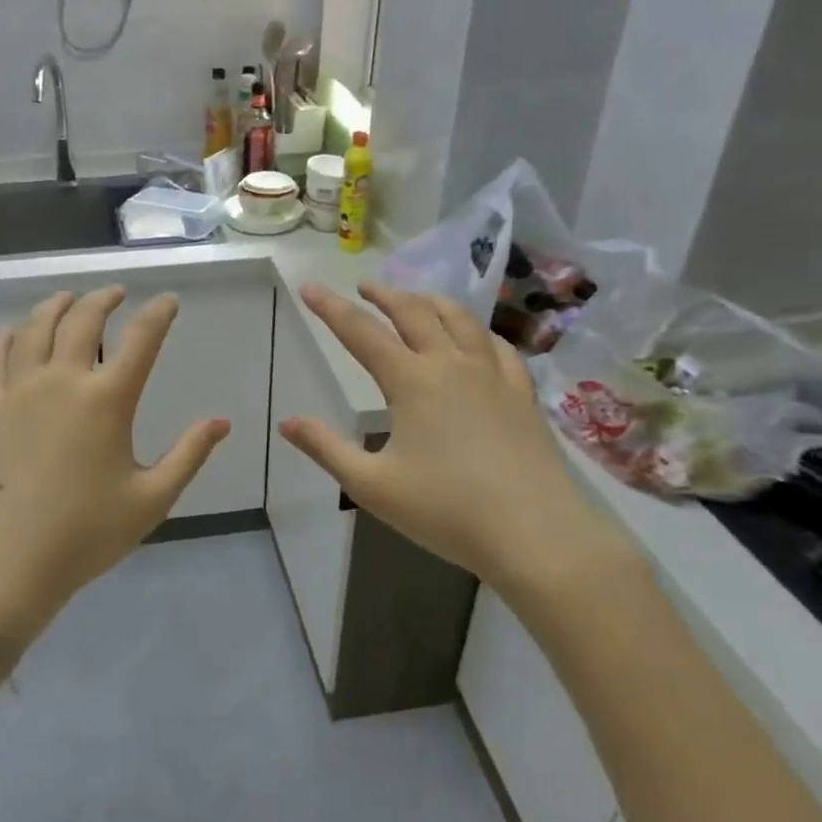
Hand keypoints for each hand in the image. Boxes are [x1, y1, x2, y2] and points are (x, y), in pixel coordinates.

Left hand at [0, 287, 229, 642]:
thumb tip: (222, 421)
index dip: (158, 313)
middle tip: (115, 293)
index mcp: (107, 400)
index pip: (141, 339)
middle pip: (82, 320)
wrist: (6, 563)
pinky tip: (13, 332)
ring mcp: (18, 391)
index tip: (168, 300)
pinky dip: (6, 337)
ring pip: (35, 329)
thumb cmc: (86, 534)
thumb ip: (189, 455)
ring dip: (55, 306)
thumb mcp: (151, 500)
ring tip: (68, 299)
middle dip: (103, 299)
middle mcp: (61, 381)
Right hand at [279, 283, 632, 605]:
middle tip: (363, 287)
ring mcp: (492, 376)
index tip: (310, 288)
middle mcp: (451, 365)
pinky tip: (475, 338)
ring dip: (430, 302)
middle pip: (414, 314)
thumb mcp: (371, 485)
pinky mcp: (522, 394)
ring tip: (415, 298)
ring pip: (460, 320)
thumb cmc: (446, 510)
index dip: (331, 309)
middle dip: (384, 295)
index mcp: (412, 382)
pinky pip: (497, 347)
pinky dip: (477, 331)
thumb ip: (326, 449)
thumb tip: (287, 422)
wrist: (535, 534)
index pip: (362, 333)